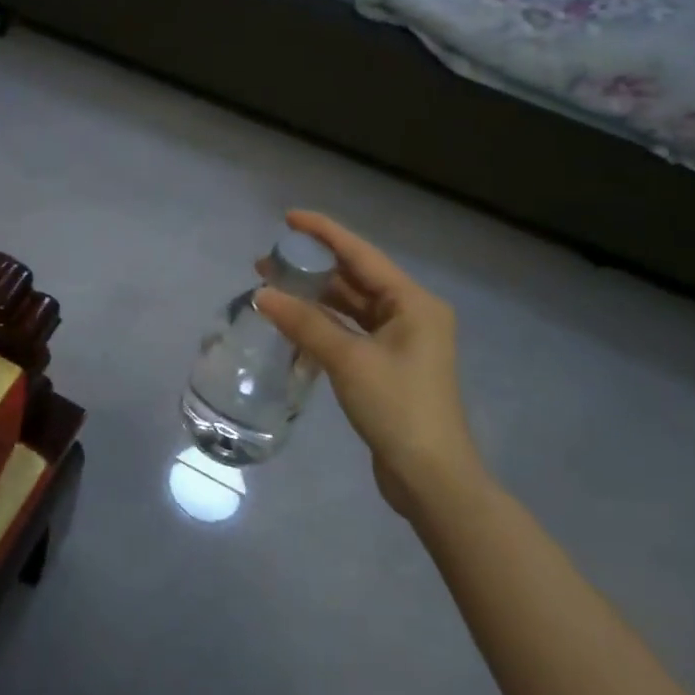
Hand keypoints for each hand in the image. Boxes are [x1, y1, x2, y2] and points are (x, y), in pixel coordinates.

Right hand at [256, 211, 486, 520]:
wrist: (431, 476)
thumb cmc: (397, 407)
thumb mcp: (348, 360)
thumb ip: (305, 323)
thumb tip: (262, 295)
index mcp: (413, 302)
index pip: (361, 255)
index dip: (324, 233)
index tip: (288, 219)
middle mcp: (411, 314)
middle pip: (356, 279)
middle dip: (313, 268)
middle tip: (268, 261)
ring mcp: (402, 341)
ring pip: (352, 306)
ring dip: (316, 297)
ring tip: (273, 288)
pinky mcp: (389, 366)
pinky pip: (351, 331)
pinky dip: (324, 324)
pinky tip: (294, 322)